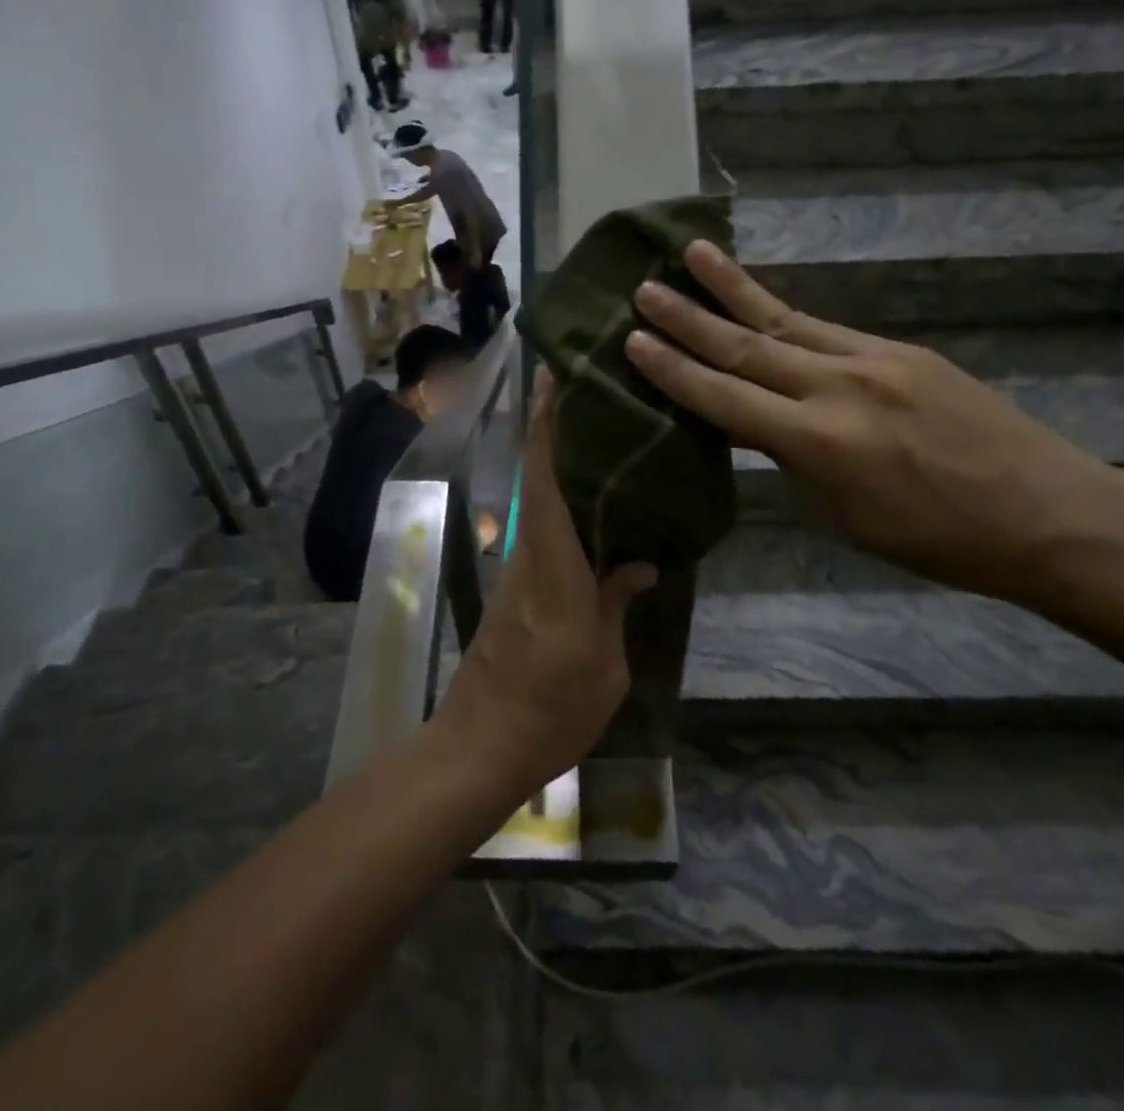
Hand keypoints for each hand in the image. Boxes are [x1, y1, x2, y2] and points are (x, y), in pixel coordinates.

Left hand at [434, 371, 656, 794]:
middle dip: (556, 428)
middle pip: (539, 476)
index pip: (545, 478)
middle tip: (592, 389)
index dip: (547, 424)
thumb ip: (617, 602)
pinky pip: (545, 530)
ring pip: (541, 500)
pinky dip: (565, 502)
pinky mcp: (518, 588)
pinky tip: (598, 503)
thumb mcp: (604, 663)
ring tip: (606, 433)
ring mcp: (520, 570)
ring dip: (561, 460)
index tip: (554, 377)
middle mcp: (531, 553)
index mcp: (554, 563)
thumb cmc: (551, 708)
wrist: (482, 745)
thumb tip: (640, 561)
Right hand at [625, 241, 1123, 603]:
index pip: (725, 399)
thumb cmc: (939, 540)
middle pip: (746, 346)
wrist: (1048, 512)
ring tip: (691, 253)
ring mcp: (873, 360)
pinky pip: (826, 328)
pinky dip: (783, 313)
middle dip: (688, 318)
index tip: (633, 340)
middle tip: (643, 288)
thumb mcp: (847, 515)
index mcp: (819, 442)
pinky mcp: (901, 350)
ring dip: (732, 288)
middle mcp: (838, 387)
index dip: (674, 370)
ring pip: (784, 319)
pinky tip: (760, 300)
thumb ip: (794, 461)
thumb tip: (755, 427)